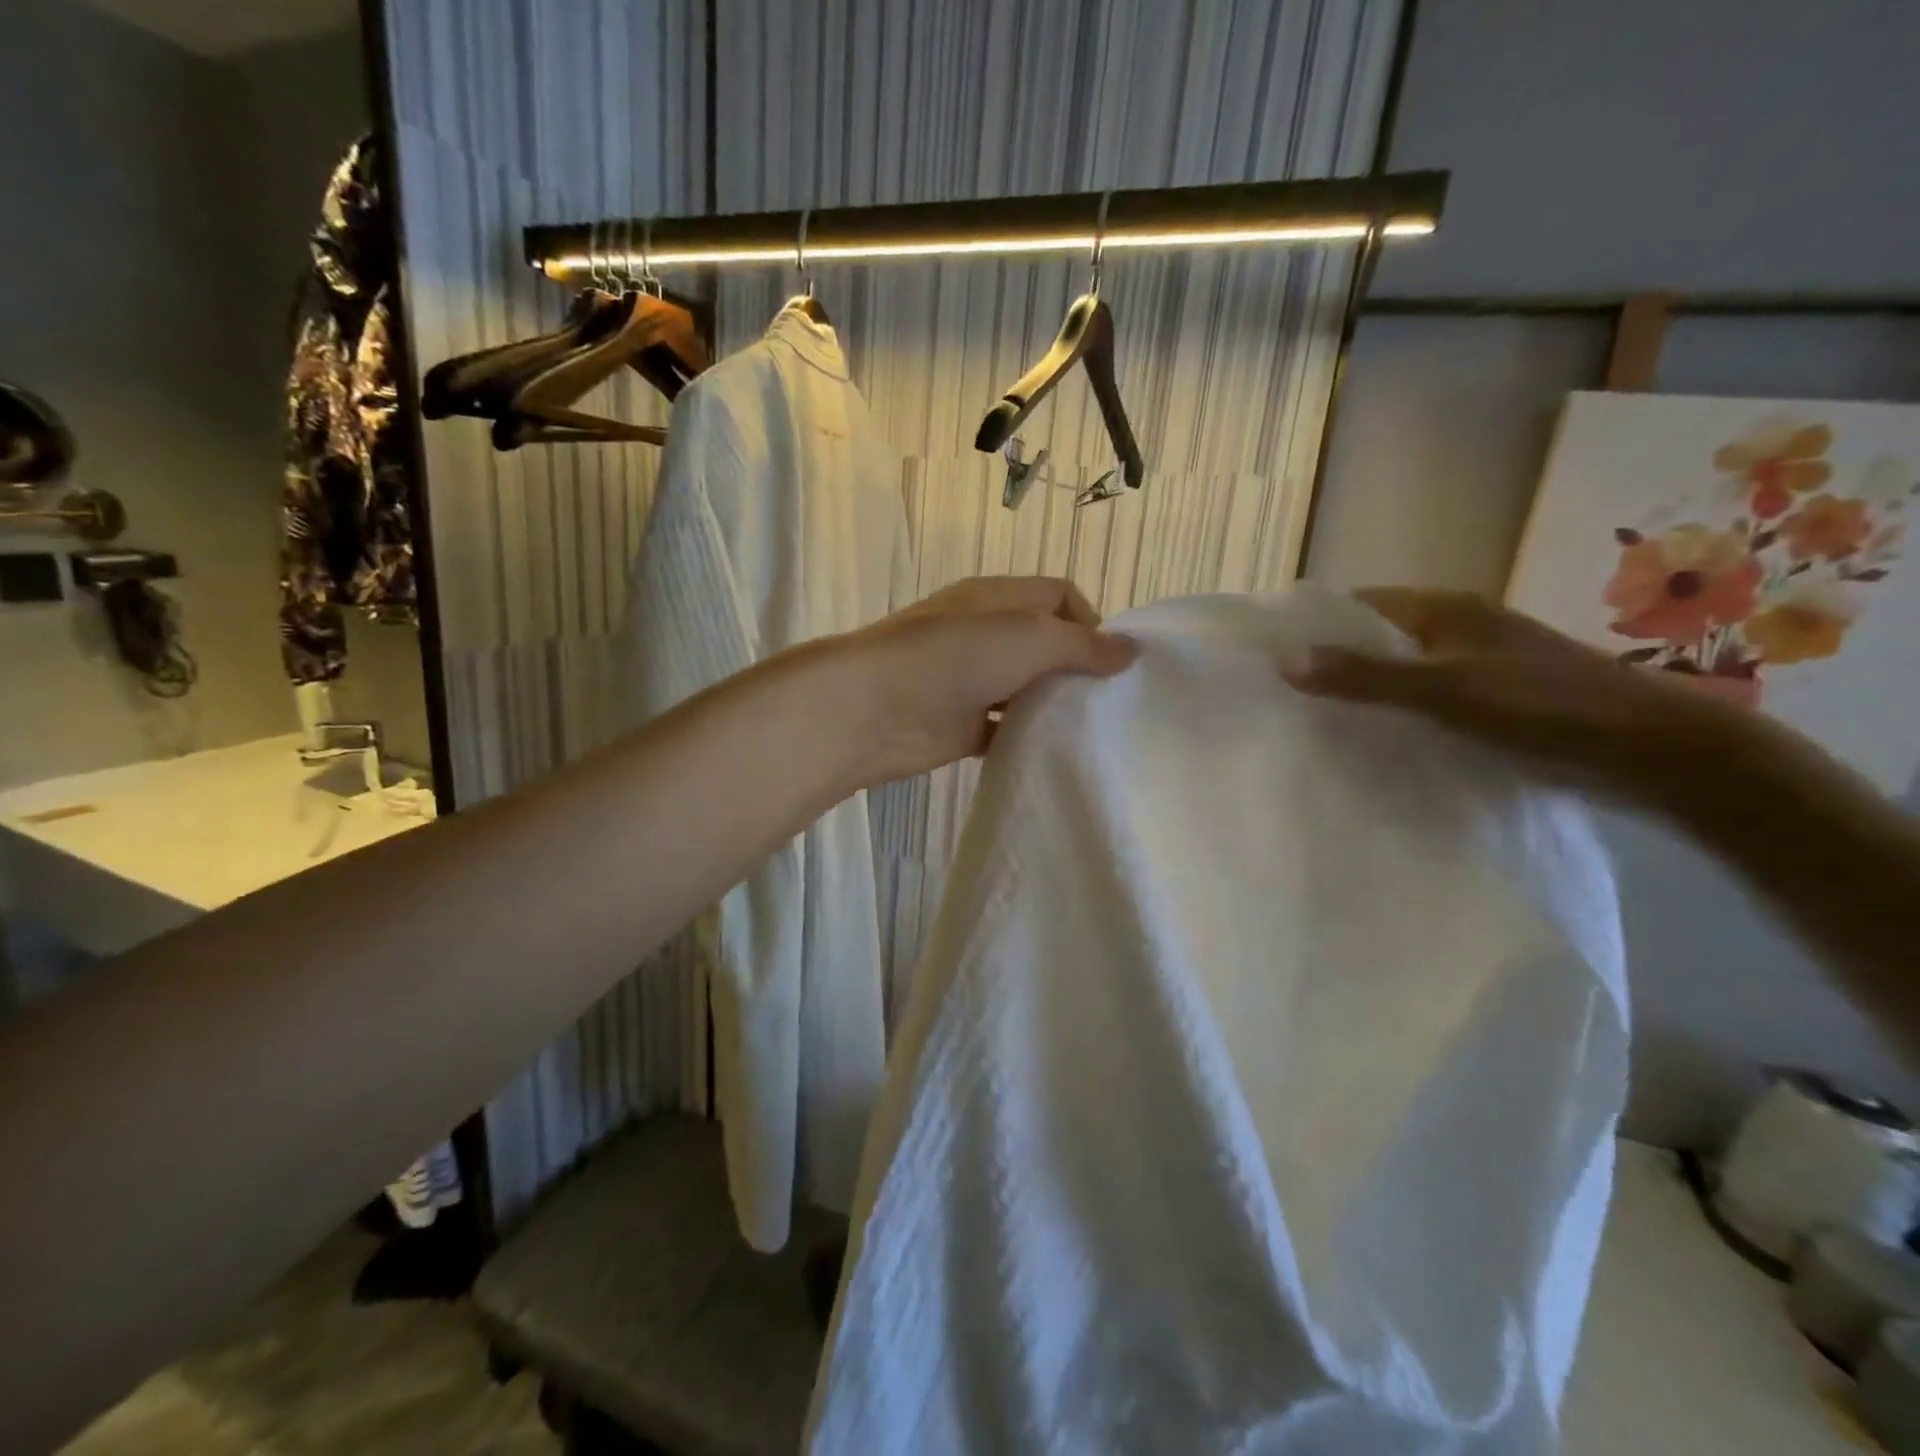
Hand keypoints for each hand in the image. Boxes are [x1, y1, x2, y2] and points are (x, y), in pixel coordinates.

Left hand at [846, 576, 1138, 783]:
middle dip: (1076, 668)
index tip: (1108, 662)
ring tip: (1087, 730)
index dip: (1090, 622)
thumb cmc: (955, 656)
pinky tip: (1049, 752)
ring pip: (1025, 689)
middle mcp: (985, 634)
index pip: (1058, 595)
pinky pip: (1004, 728)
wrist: (875, 708)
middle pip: (1043, 644)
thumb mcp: (1030, 637)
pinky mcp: (960, 725)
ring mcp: (970, 681)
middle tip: (1106, 702)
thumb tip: (1130, 651)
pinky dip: (1026, 738)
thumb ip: (1082, 645)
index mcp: (998, 598)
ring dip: (1053, 705)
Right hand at [1285, 587, 1745, 798]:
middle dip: (1331, 662)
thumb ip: (1365, 676)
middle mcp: (1458, 629)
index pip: (1358, 604)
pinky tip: (1372, 743)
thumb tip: (1284, 660)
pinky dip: (1395, 715)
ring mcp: (1478, 666)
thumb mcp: (1445, 690)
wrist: (1655, 750)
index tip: (1268, 656)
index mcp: (1446, 609)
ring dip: (1363, 692)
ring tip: (1313, 724)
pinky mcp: (1494, 701)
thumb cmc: (1545, 706)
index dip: (1313, 625)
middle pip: (1376, 638)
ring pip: (1400, 672)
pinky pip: (1424, 700)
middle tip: (1280, 697)